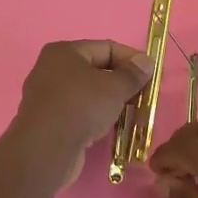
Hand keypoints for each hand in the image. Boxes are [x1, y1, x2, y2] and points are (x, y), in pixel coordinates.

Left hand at [10, 40, 151, 192]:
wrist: (46, 150)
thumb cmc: (81, 107)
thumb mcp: (114, 88)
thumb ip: (133, 74)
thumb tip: (146, 62)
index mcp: (64, 52)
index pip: (106, 47)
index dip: (131, 59)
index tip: (151, 74)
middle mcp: (51, 69)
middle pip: (96, 70)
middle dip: (121, 82)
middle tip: (143, 96)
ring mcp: (47, 96)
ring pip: (87, 93)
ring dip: (110, 101)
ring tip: (131, 113)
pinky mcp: (48, 120)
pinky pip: (78, 111)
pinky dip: (95, 116)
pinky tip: (109, 127)